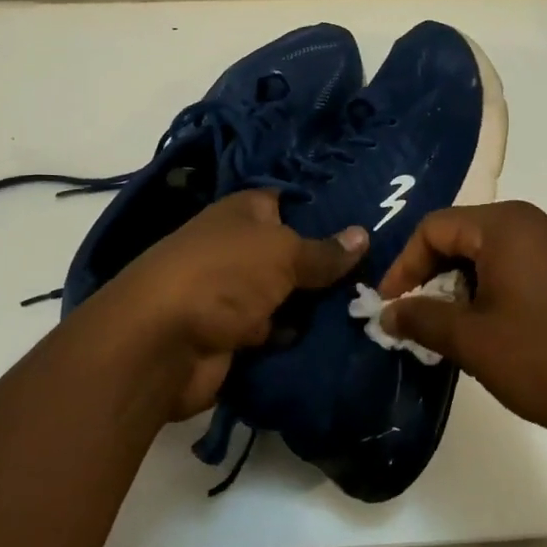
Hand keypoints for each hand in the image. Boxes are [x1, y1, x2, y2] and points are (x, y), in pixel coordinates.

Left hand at [82, 189, 366, 422]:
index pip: (291, 202)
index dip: (327, 210)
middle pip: (295, 253)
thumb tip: (363, 235)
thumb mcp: (281, 253)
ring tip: (375, 304)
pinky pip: (280, 331)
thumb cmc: (223, 276)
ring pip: (291, 295)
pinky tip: (345, 337)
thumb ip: (323, 251)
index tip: (371, 218)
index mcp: (244, 213)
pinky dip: (301, 337)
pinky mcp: (237, 335)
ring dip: (320, 306)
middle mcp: (240, 249)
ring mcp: (237, 293)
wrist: (161, 344)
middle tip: (386, 270)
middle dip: (332, 264)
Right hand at [378, 202, 546, 462]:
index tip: (389, 305)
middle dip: (435, 275)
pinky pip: (528, 266)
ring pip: (497, 252)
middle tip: (421, 317)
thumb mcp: (474, 342)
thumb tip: (388, 311)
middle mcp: (538, 222)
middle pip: (466, 235)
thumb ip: (423, 318)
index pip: (434, 228)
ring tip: (460, 330)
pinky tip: (502, 330)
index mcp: (506, 226)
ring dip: (467, 285)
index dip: (404, 265)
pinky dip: (501, 289)